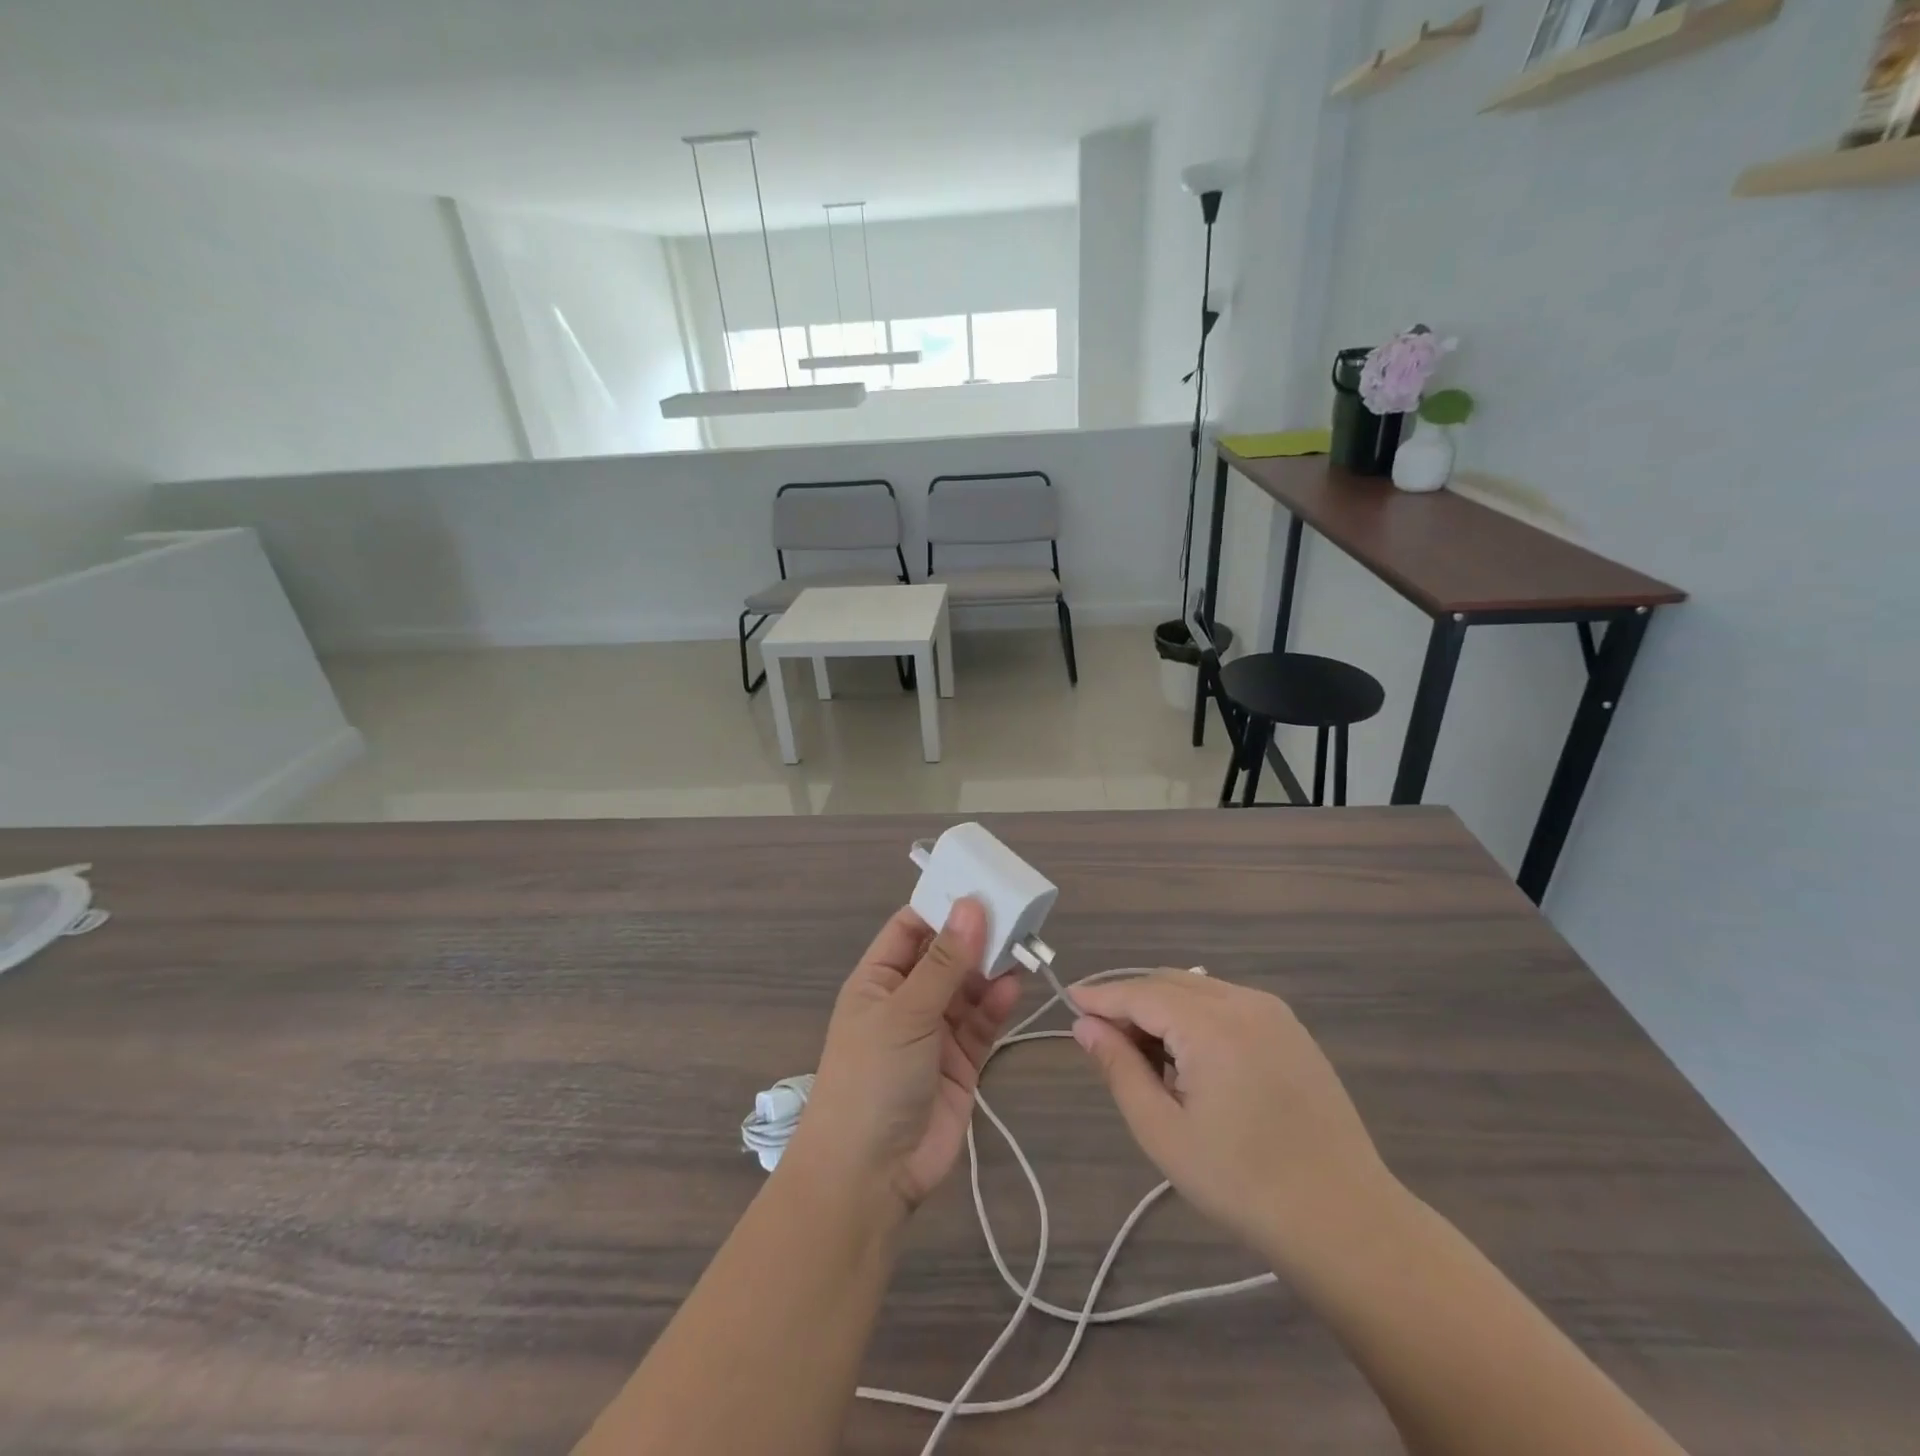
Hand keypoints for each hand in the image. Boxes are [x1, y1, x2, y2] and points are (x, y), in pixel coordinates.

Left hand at [788, 899, 1022, 1219]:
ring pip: (968, 988)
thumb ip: (945, 962)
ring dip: (990, 969)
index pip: (910, 928)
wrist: (870, 1175)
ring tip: (1021, 945)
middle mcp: (906, 1000)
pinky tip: (1013, 986)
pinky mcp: (961, 1062)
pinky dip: (996, 1004)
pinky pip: (981, 1023)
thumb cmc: (873, 1077)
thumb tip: (971, 904)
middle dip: (975, 936)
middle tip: (1014, 912)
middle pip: (945, 956)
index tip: (980, 885)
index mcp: (878, 979)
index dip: (941, 906)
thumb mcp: (906, 1012)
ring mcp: (934, 1032)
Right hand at [1070, 972, 1396, 1269]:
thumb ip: (1120, 1069)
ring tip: (1147, 1058)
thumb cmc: (1243, 1182)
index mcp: (1211, 1025)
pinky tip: (1192, 1060)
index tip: (1069, 1000)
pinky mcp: (1292, 1030)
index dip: (1101, 996)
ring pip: (1198, 990)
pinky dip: (1196, 1016)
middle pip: (1169, 983)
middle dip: (1131, 1002)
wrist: (1345, 1220)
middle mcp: (1244, 1002)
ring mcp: (1274, 1013)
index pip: (1140, 993)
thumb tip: (1084, 1026)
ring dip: (1163, 1008)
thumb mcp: (1164, 1132)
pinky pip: (1227, 1004)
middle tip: (1104, 1040)